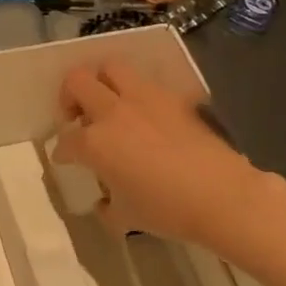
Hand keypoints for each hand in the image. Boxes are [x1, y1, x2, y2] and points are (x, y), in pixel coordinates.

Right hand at [52, 60, 257, 243]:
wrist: (222, 196)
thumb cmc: (168, 210)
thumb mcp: (127, 217)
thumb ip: (107, 207)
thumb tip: (104, 203)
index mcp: (95, 142)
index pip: (66, 139)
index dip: (62, 150)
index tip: (65, 158)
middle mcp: (113, 112)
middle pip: (77, 82)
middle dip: (69, 96)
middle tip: (76, 115)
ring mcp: (145, 99)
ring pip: (110, 67)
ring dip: (101, 81)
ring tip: (108, 103)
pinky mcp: (173, 97)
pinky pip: (146, 83)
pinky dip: (136, 92)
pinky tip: (145, 114)